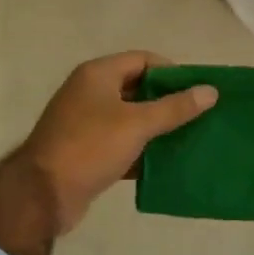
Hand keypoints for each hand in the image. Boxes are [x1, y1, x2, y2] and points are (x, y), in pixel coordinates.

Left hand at [20, 51, 217, 233]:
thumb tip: (210, 91)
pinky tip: (166, 162)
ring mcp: (86, 123)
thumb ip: (175, 107)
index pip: (143, 60)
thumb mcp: (137, 124)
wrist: (43, 194)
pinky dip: (142, 150)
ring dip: (157, 128)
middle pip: (137, 89)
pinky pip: (122, 144)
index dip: (172, 72)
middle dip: (168, 101)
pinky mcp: (87, 151)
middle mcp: (90, 93)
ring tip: (190, 138)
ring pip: (131, 119)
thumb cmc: (90, 147)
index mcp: (98, 75)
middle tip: (199, 115)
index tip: (198, 90)